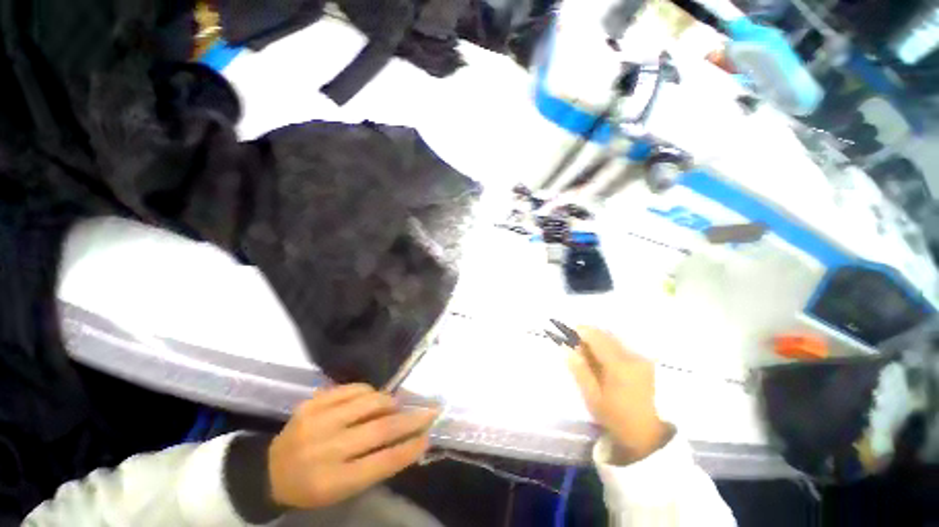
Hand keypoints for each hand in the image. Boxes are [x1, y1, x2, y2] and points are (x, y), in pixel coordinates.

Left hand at [268, 384, 437, 508]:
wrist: (268, 471)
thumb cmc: (311, 487)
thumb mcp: (341, 490)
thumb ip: (374, 466)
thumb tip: (407, 440)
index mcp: (332, 481)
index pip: (381, 462)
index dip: (409, 449)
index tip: (428, 437)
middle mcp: (325, 449)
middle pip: (379, 430)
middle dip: (410, 420)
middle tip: (429, 412)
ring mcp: (317, 421)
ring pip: (368, 402)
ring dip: (389, 402)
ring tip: (395, 405)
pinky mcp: (311, 403)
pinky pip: (350, 388)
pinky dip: (368, 391)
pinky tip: (371, 397)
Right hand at [567, 327, 670, 463]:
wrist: (652, 436)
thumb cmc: (618, 418)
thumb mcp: (593, 398)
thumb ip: (579, 370)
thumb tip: (566, 348)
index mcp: (618, 364)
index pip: (595, 336)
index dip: (580, 330)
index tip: (569, 335)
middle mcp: (632, 355)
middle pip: (606, 334)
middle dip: (590, 337)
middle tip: (578, 350)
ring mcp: (642, 358)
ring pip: (615, 340)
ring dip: (600, 342)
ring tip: (592, 359)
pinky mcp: (647, 363)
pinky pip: (624, 348)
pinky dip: (611, 349)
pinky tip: (607, 364)